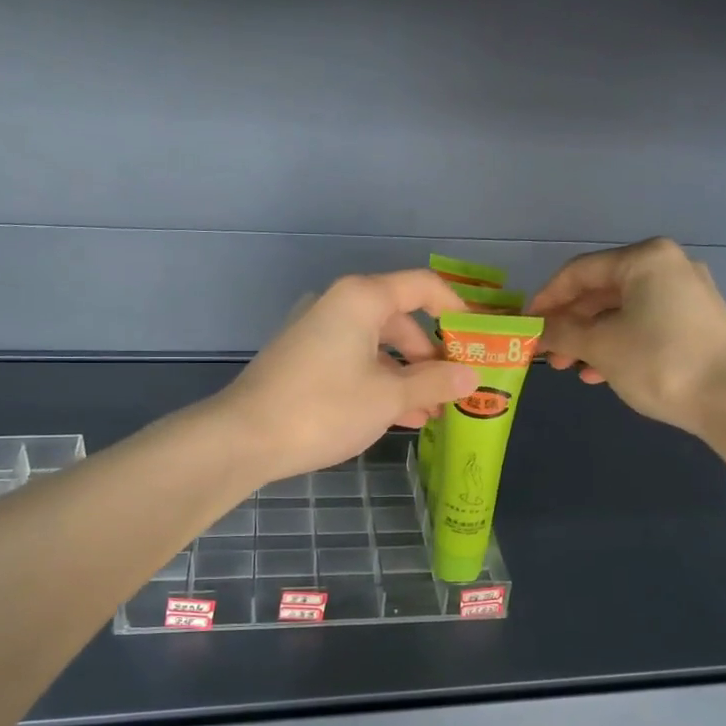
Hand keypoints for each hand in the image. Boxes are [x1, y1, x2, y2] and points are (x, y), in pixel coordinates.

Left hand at [219, 271, 479, 484]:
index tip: (481, 341)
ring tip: (432, 413)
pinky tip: (399, 416)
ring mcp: (317, 331)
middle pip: (401, 318)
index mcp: (361, 298)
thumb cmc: (324, 408)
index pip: (424, 287)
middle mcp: (338, 304)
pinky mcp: (304, 358)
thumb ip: (435, 382)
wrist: (243, 438)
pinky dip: (379, 382)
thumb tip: (472, 376)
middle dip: (432, 355)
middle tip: (456, 389)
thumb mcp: (388, 397)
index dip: (458, 310)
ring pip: (378, 345)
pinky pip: (354, 361)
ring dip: (408, 375)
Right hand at [530, 237, 725, 433]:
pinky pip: (646, 325)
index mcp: (645, 259)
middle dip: (570, 323)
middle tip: (548, 353)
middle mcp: (669, 267)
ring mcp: (689, 295)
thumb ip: (561, 333)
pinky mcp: (700, 323)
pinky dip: (620, 343)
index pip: (579, 272)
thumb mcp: (600, 346)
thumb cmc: (660, 361)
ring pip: (623, 311)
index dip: (547, 298)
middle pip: (602, 291)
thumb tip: (535, 330)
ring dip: (592, 338)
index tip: (527, 325)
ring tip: (571, 368)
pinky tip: (602, 373)